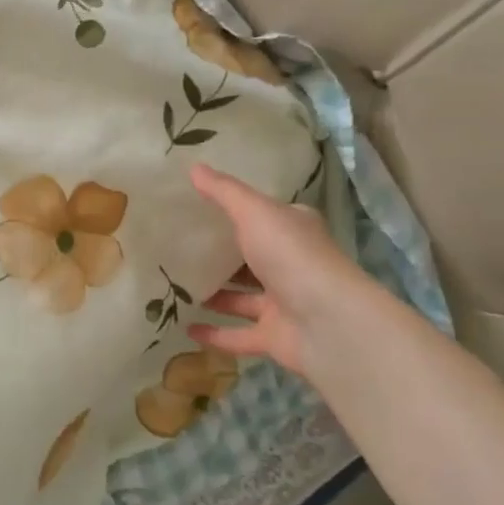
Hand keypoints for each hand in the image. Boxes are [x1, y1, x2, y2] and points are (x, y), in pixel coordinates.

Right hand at [186, 163, 371, 378]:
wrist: (329, 322)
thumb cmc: (292, 256)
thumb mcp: (254, 212)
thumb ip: (224, 192)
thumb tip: (193, 167)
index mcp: (294, 230)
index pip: (265, 216)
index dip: (238, 211)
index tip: (199, 207)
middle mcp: (291, 265)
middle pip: (251, 258)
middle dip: (221, 255)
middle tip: (178, 248)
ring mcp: (284, 303)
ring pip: (243, 298)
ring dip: (215, 295)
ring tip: (175, 287)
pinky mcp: (275, 337)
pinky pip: (239, 335)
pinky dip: (215, 335)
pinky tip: (186, 329)